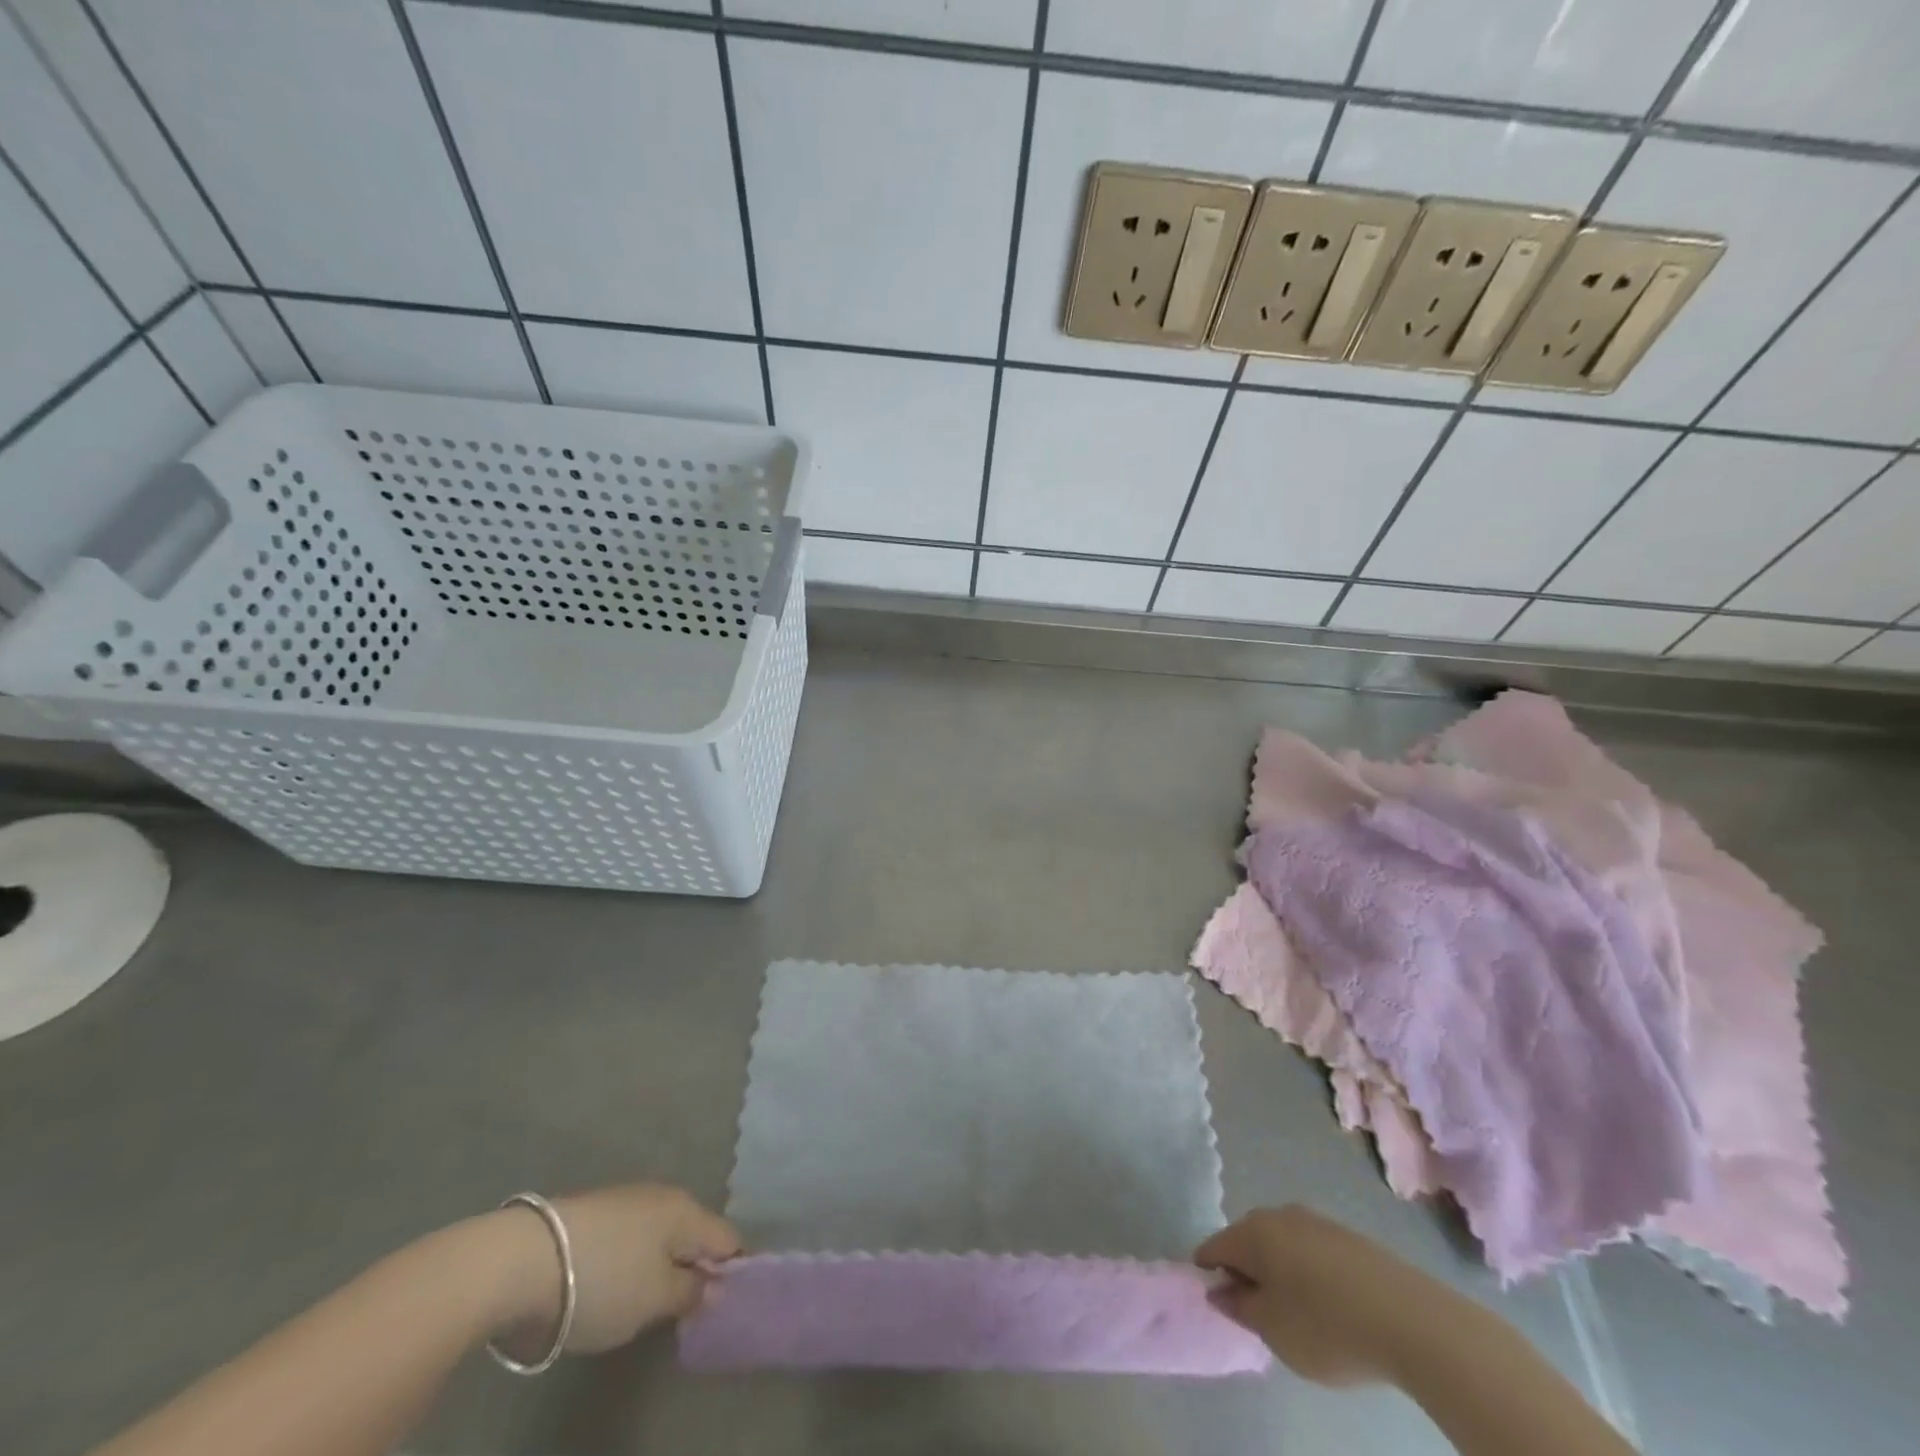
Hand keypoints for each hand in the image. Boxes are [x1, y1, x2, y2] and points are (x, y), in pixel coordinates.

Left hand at [493, 1184, 740, 1358]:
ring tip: (650, 1299)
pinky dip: (635, 1258)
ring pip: (661, 1233)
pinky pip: (632, 1236)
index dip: (734, 1270)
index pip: (728, 1238)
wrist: (523, 1259)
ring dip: (663, 1261)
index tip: (728, 1302)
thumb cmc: (603, 1280)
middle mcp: (665, 1195)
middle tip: (687, 1308)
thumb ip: (691, 1291)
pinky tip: (618, 1282)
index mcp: (688, 1210)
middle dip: (696, 1265)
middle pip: (694, 1233)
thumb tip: (714, 1283)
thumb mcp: (654, 1299)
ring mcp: (628, 1199)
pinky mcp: (596, 1211)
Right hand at [1194, 1204, 1442, 1387]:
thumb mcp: (1273, 1330)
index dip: (1208, 1272)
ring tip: (1294, 1312)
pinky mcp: (1346, 1236)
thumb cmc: (1326, 1325)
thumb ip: (1239, 1307)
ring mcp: (1315, 1221)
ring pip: (1280, 1244)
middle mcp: (1278, 1215)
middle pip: (1247, 1240)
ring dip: (1278, 1271)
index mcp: (1252, 1231)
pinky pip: (1310, 1251)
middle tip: (1257, 1312)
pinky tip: (1325, 1304)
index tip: (1216, 1302)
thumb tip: (1220, 1290)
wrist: (1409, 1319)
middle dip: (1245, 1271)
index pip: (1214, 1247)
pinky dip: (1306, 1272)